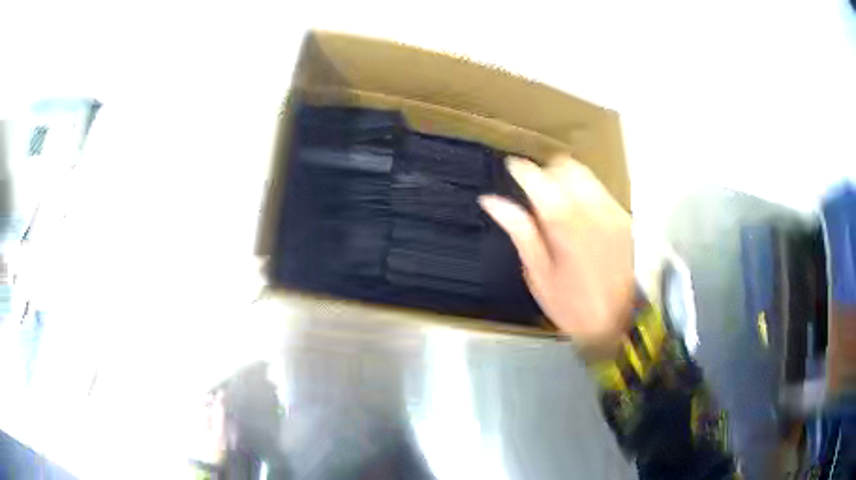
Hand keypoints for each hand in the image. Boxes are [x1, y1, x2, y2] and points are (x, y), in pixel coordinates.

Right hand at [479, 156, 634, 356]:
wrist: (620, 321)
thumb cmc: (573, 305)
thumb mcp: (538, 274)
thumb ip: (520, 230)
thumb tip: (493, 202)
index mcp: (564, 221)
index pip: (537, 177)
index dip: (520, 169)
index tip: (511, 169)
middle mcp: (591, 207)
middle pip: (565, 166)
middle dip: (546, 172)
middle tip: (535, 193)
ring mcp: (611, 210)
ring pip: (585, 174)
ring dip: (566, 180)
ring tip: (557, 204)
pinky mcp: (624, 218)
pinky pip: (600, 190)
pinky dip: (584, 192)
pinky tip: (579, 217)